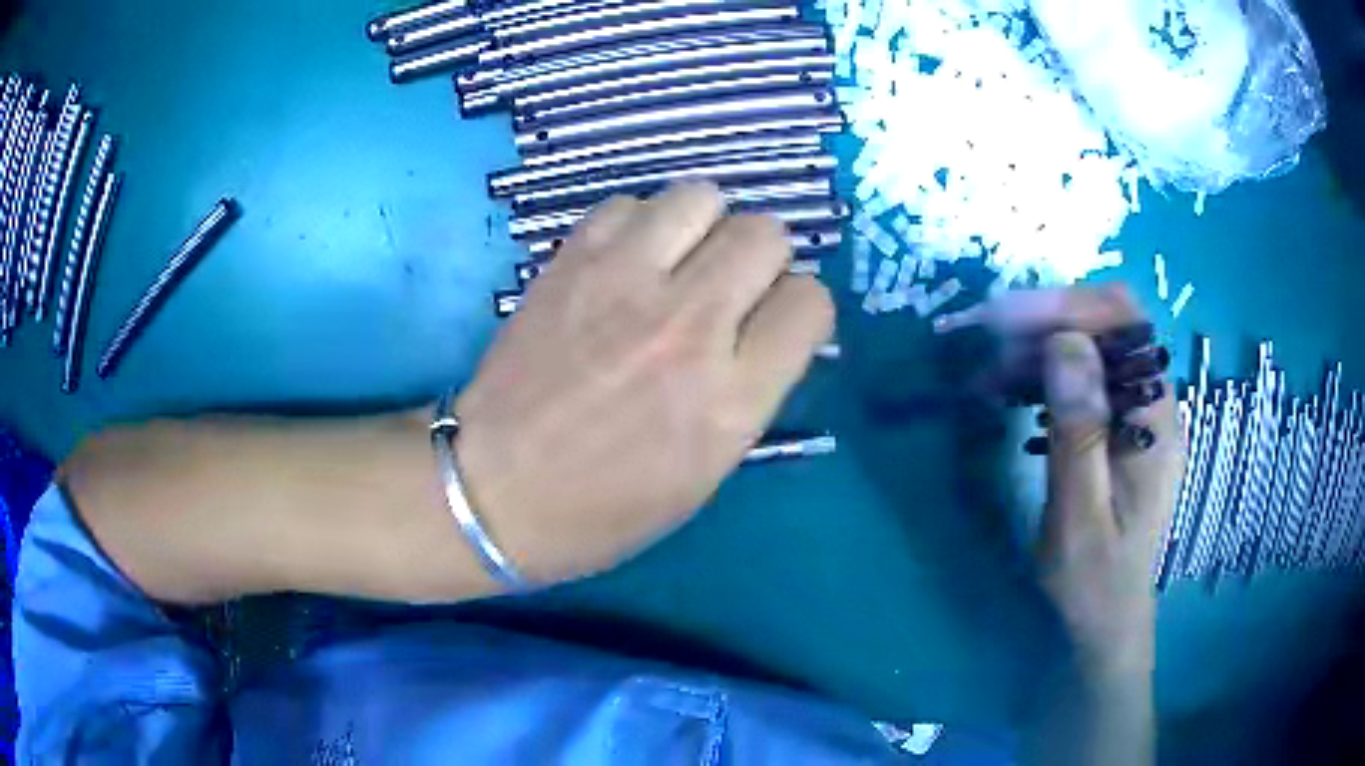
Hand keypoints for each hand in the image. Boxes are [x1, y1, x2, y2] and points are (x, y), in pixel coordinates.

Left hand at [454, 183, 833, 583]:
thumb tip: (767, 327)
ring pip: (702, 197)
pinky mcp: (571, 263)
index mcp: (731, 399)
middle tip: (730, 287)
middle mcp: (689, 327)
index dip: (800, 309)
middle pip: (765, 233)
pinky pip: (628, 204)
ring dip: (704, 226)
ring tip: (681, 261)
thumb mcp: (706, 473)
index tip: (776, 321)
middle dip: (761, 257)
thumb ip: (751, 392)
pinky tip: (625, 261)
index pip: (810, 303)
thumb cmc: (606, 506)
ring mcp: (625, 284)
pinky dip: (638, 224)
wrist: (497, 490)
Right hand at [939, 286, 1182, 675]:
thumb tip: (1066, 344)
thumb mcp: (1080, 515)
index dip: (1071, 306)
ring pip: (1091, 348)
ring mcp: (1133, 414)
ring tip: (989, 373)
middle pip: (1107, 327)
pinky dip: (1043, 374)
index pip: (1126, 323)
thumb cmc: (1093, 580)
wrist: (1105, 619)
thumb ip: (1079, 431)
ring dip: (1039, 347)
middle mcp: (1151, 404)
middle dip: (1048, 321)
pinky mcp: (1114, 427)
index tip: (1010, 318)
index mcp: (1155, 421)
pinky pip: (1081, 379)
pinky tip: (1009, 391)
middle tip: (988, 343)